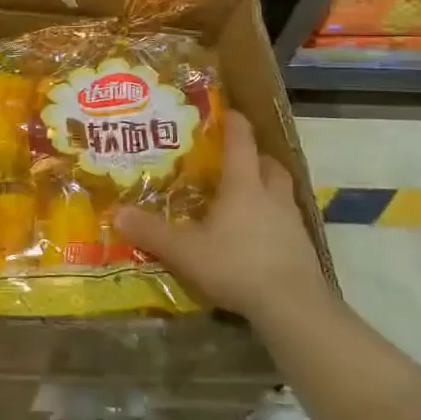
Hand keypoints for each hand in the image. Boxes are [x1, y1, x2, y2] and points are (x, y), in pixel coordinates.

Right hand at [113, 111, 335, 327]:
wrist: (293, 307)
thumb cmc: (236, 265)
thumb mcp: (184, 251)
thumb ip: (151, 232)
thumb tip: (117, 214)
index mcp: (244, 185)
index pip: (241, 142)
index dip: (233, 124)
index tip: (226, 112)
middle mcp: (271, 195)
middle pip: (269, 164)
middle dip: (254, 157)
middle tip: (234, 160)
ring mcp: (292, 222)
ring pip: (281, 191)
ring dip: (266, 187)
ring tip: (244, 198)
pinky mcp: (303, 248)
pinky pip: (286, 221)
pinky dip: (272, 219)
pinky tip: (256, 236)